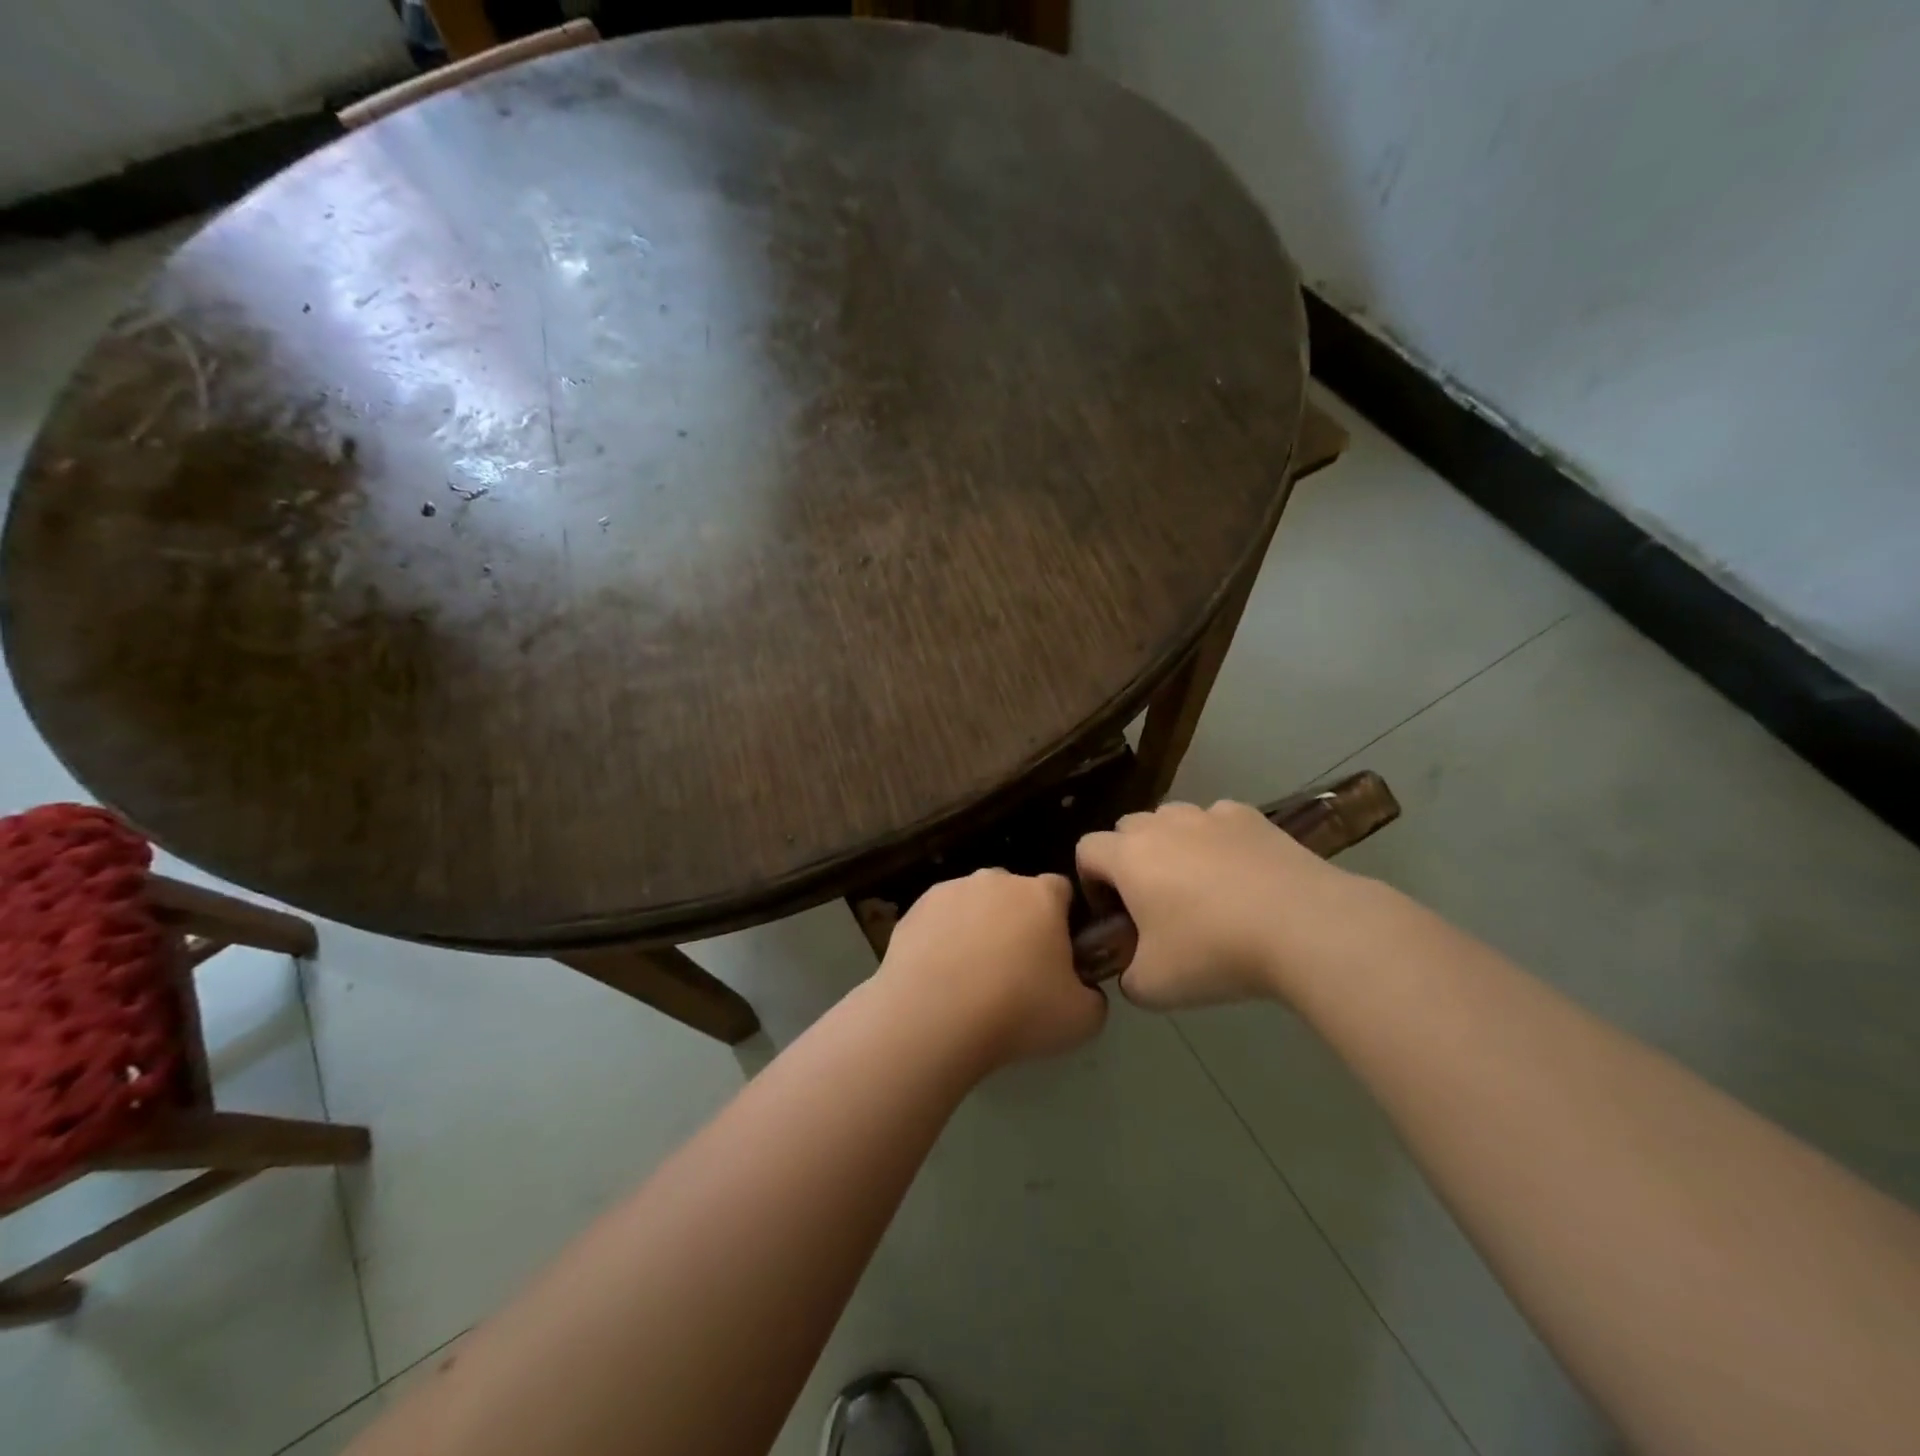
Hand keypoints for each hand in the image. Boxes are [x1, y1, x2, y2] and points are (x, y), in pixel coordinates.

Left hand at [876, 869, 1106, 1071]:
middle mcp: (996, 880)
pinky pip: (939, 920)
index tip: (1059, 955)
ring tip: (971, 978)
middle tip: (1015, 971)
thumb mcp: (1082, 1019)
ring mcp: (951, 890)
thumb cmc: (1017, 1011)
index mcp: (1041, 895)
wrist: (933, 1016)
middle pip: (1015, 894)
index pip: (1062, 891)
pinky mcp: (915, 909)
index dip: (1064, 920)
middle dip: (1018, 922)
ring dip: (977, 928)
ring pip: (974, 904)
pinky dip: (942, 939)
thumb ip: (1093, 996)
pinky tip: (939, 977)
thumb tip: (1083, 990)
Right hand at [1075, 800, 1374, 1010]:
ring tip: (1199, 886)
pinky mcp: (1251, 817)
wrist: (1304, 926)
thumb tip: (1132, 971)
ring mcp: (1209, 815)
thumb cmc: (1214, 952)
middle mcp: (1162, 825)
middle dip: (1129, 859)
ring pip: (1172, 820)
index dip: (1091, 881)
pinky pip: (1218, 821)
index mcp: (1128, 856)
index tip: (1114, 915)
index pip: (1086, 850)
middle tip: (1153, 903)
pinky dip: (1218, 841)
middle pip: (1127, 828)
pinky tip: (1240, 874)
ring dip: (1172, 845)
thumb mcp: (1154, 987)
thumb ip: (1127, 977)